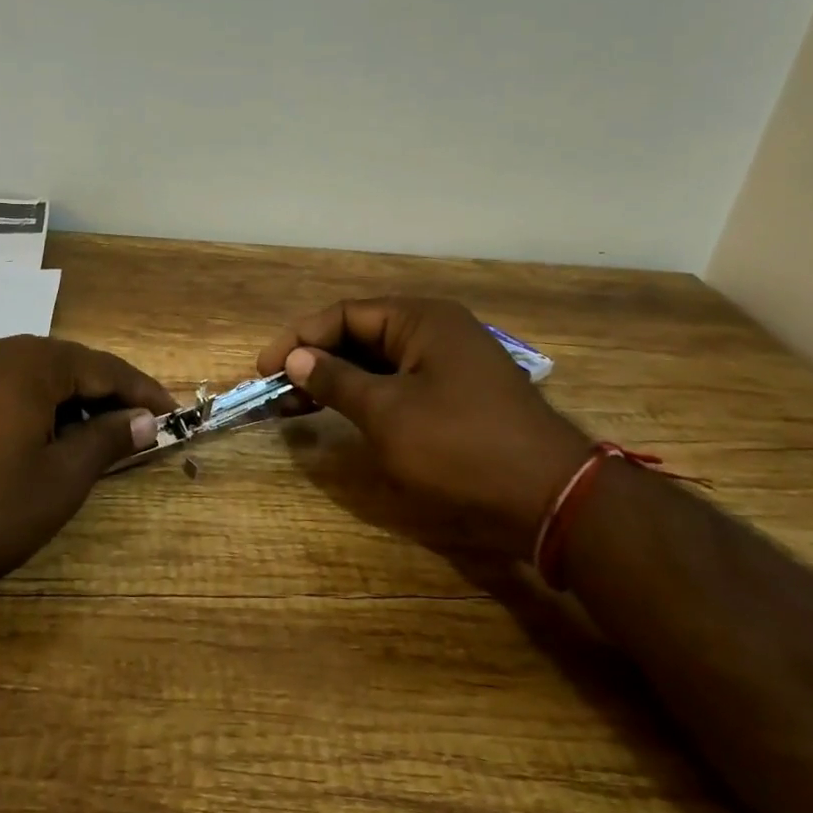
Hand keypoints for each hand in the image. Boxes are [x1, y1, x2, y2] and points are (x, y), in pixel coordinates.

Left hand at [0, 336, 172, 602]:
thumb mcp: (56, 483)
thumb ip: (106, 442)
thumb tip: (144, 419)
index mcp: (32, 363)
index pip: (105, 368)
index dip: (143, 392)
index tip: (172, 414)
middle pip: (67, 365)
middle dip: (103, 396)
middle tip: (132, 430)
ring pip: (29, 373)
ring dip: (63, 400)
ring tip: (82, 436)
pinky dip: (23, 402)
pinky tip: (22, 428)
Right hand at [258, 298, 589, 559]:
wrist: (548, 498)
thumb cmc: (459, 447)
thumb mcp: (387, 413)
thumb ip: (336, 380)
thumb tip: (296, 358)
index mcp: (421, 319)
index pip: (344, 314)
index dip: (298, 339)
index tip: (263, 369)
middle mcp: (435, 330)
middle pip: (359, 334)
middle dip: (314, 360)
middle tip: (275, 391)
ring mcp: (449, 364)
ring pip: (377, 362)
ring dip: (335, 380)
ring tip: (295, 406)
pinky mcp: (456, 396)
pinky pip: (398, 384)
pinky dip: (364, 396)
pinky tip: (339, 414)